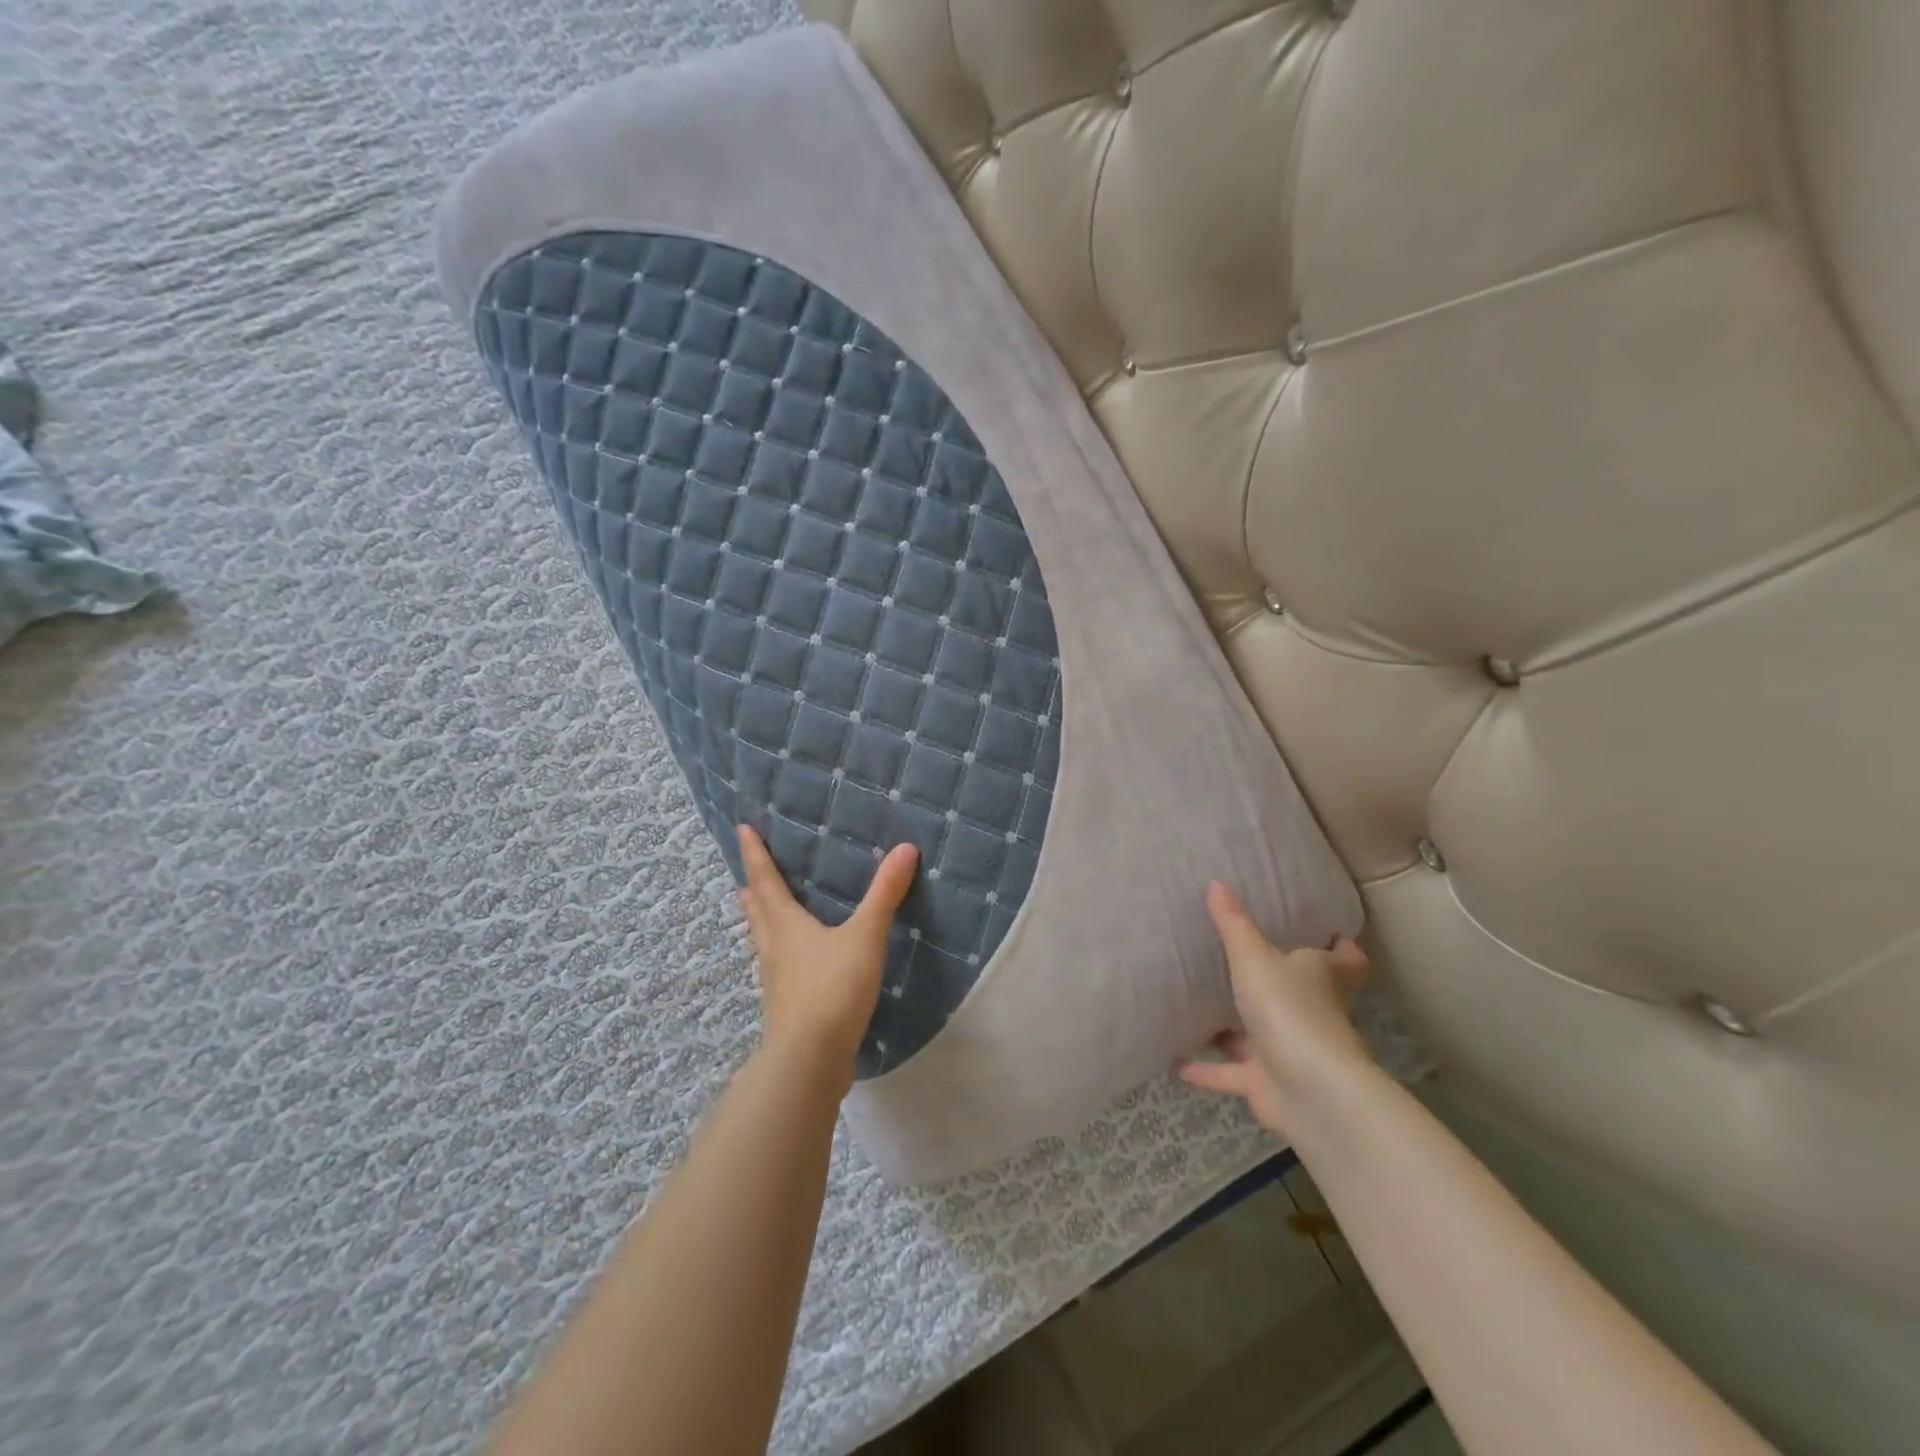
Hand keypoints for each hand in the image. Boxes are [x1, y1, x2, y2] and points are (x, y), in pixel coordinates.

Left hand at [736, 825, 918, 1078]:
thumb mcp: (864, 937)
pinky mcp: (786, 1007)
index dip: (755, 854)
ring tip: (761, 912)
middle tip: (747, 876)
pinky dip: (779, 953)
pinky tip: (794, 963)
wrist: (810, 1060)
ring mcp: (776, 981)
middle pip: (758, 912)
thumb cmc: (832, 988)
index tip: (742, 829)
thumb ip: (884, 895)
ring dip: (761, 922)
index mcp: (785, 925)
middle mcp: (773, 949)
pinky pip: (778, 968)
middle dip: (753, 889)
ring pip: (763, 941)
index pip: (766, 880)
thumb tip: (905, 848)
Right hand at [1179, 881, 1372, 1139]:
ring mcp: (1289, 1052)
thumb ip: (1233, 925)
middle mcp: (1310, 1013)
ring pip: (1259, 1036)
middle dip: (1277, 985)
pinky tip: (1175, 1062)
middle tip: (1242, 962)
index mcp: (1320, 978)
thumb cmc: (1289, 1009)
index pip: (1345, 961)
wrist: (1309, 1090)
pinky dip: (1206, 1069)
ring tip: (1197, 1009)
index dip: (1341, 949)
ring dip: (1232, 1031)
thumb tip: (1217, 883)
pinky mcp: (1267, 1084)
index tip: (1330, 935)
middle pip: (1300, 996)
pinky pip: (1230, 1072)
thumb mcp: (1254, 958)